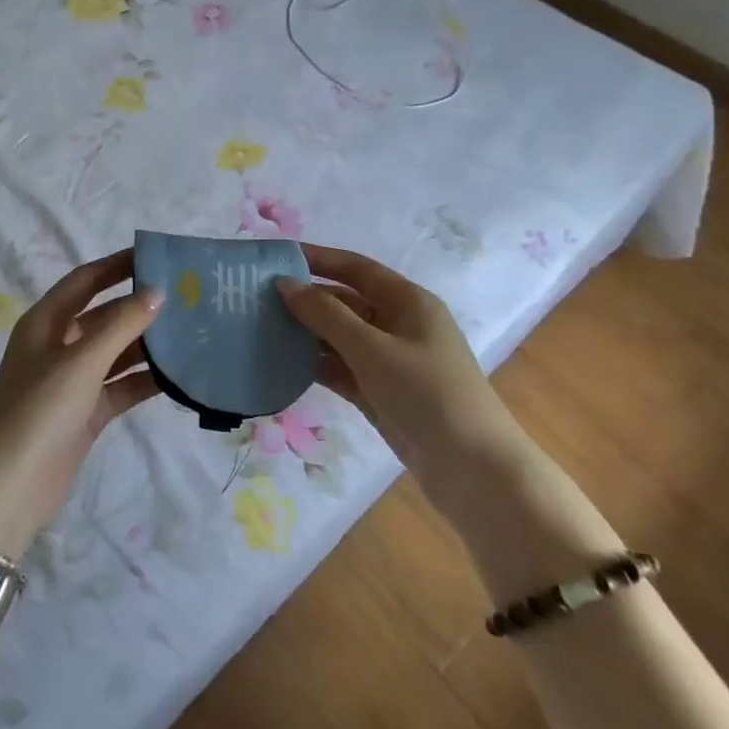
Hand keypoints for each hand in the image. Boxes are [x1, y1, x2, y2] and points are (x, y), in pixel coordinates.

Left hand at [0, 250, 163, 560]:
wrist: (8, 487)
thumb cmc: (39, 410)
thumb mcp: (81, 361)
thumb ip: (121, 325)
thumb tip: (157, 292)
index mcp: (46, 322)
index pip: (85, 280)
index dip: (117, 265)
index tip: (156, 256)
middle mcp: (59, 345)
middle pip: (104, 315)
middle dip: (139, 305)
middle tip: (186, 295)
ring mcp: (72, 380)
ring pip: (116, 352)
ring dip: (148, 344)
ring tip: (193, 331)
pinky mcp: (86, 412)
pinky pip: (121, 386)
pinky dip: (145, 380)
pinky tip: (179, 375)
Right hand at [277, 243, 516, 474]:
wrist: (473, 470)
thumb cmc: (427, 393)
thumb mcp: (373, 349)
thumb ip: (326, 315)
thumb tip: (285, 285)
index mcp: (408, 302)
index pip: (356, 268)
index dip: (317, 259)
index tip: (276, 257)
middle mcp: (399, 325)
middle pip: (345, 302)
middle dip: (305, 299)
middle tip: (256, 297)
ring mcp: (390, 361)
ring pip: (339, 337)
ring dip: (306, 333)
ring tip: (259, 328)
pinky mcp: (381, 392)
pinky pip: (341, 368)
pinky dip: (315, 365)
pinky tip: (281, 364)